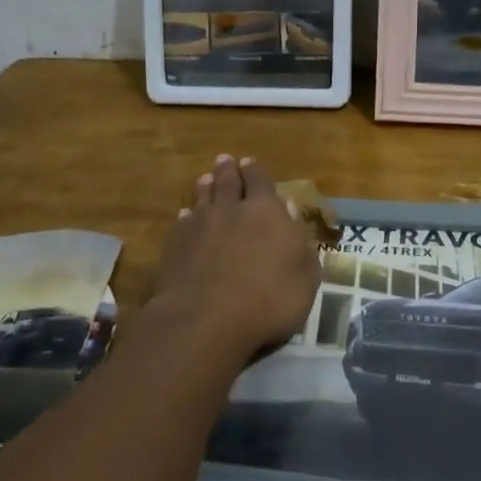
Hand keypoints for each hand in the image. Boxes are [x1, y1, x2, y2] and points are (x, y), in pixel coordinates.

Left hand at [151, 154, 318, 360]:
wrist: (206, 319)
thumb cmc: (268, 301)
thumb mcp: (304, 278)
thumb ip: (299, 243)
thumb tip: (290, 211)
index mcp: (266, 212)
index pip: (261, 182)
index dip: (256, 172)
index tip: (250, 163)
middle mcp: (231, 209)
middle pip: (229, 182)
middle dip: (229, 170)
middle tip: (226, 160)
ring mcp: (199, 224)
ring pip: (203, 197)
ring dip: (206, 186)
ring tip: (206, 178)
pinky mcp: (175, 243)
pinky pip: (183, 220)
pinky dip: (187, 214)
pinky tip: (186, 215)